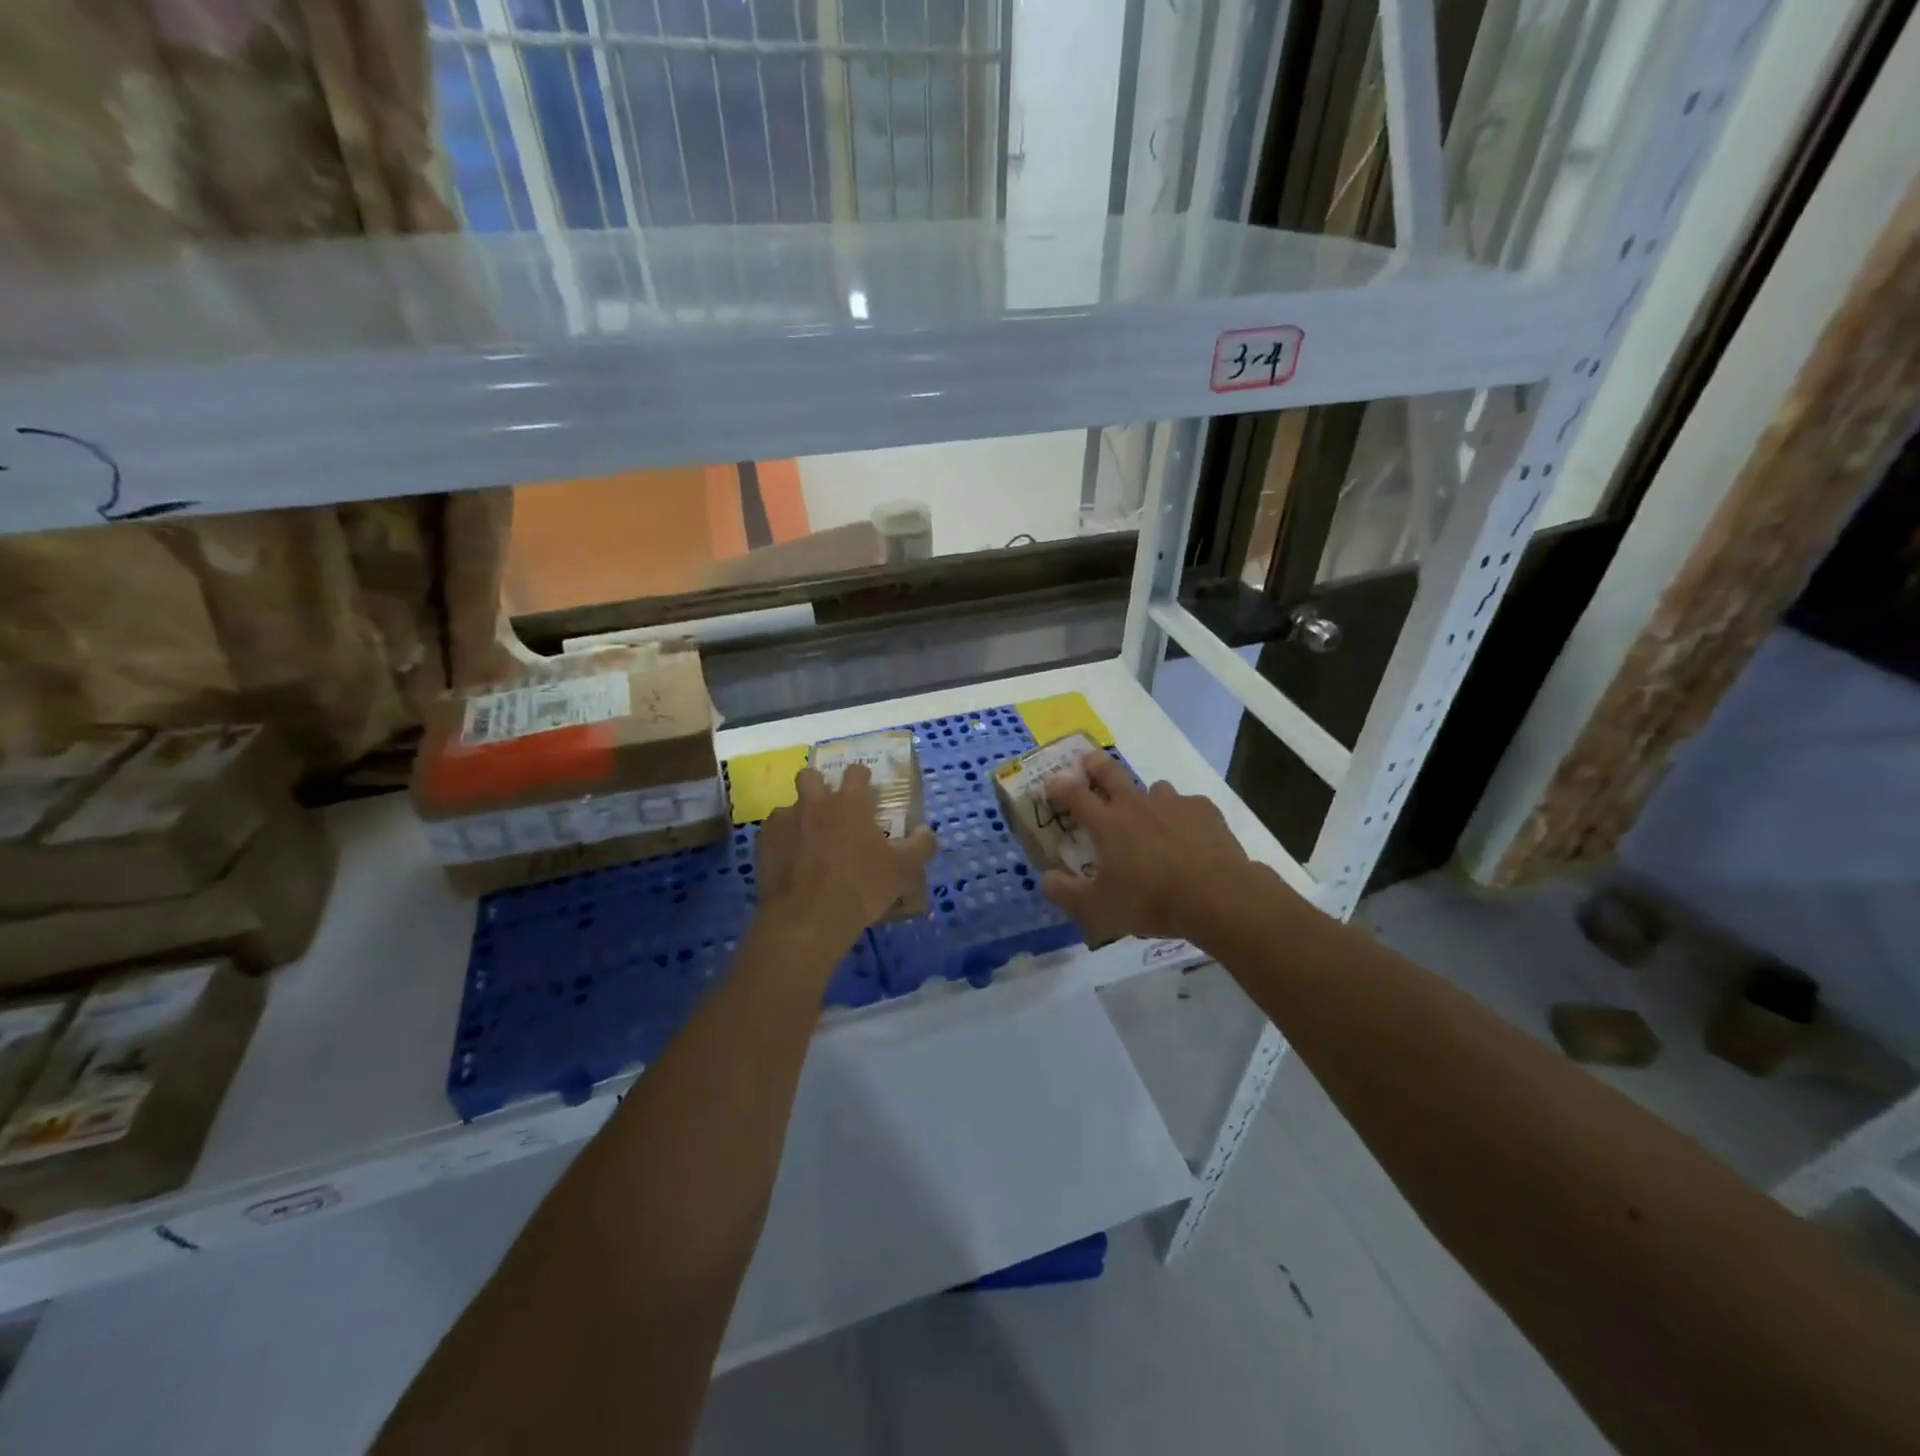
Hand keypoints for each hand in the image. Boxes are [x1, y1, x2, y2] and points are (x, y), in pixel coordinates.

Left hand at [756, 765, 936, 952]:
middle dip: (819, 785)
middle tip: (830, 809)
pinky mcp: (764, 844)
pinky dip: (782, 840)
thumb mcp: (903, 870)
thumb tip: (925, 831)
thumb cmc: (860, 888)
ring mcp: (785, 821)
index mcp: (849, 803)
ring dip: (799, 816)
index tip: (867, 791)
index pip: (856, 772)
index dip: (862, 778)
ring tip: (808, 840)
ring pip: (789, 806)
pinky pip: (772, 832)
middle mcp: (814, 803)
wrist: (807, 919)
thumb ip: (920, 846)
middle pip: (810, 775)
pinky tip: (790, 860)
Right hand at [1039, 752, 1257, 943]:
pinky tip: (1189, 835)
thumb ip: (1066, 893)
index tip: (1050, 783)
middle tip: (1089, 762)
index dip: (1059, 786)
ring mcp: (1172, 802)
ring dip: (1145, 796)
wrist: (1216, 896)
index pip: (1074, 794)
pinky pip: (1187, 804)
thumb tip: (1045, 879)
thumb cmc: (1151, 900)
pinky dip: (1182, 815)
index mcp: (1107, 823)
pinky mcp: (1203, 809)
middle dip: (1095, 765)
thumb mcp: (1099, 908)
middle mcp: (1135, 804)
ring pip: (1153, 787)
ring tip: (1150, 814)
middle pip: (1110, 772)